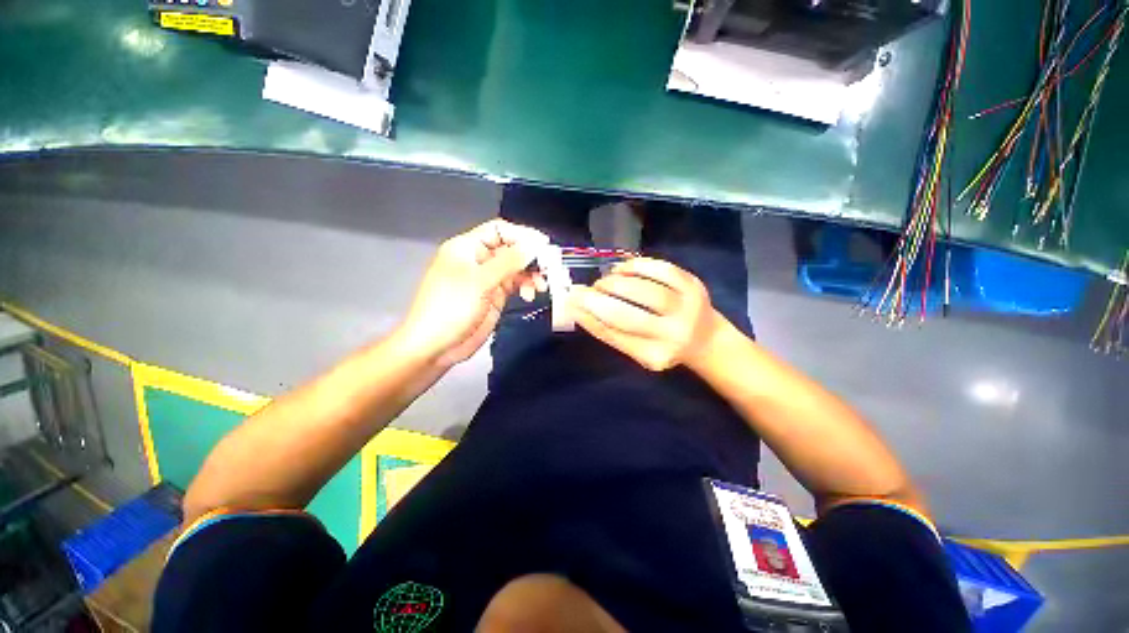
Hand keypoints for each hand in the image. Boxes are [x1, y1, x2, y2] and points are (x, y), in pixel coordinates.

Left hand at [398, 219, 548, 367]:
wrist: (436, 346)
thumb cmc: (451, 308)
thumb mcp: (480, 281)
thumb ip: (509, 261)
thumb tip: (535, 244)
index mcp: (467, 247)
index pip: (499, 230)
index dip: (522, 235)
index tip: (544, 246)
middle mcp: (478, 259)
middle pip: (510, 248)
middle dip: (530, 257)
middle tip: (549, 268)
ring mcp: (487, 278)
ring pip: (516, 267)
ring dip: (531, 274)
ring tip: (541, 286)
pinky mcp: (495, 296)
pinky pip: (515, 284)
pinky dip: (526, 286)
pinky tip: (530, 295)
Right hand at [568, 258, 723, 371]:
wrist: (705, 338)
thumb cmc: (662, 345)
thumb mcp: (636, 348)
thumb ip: (609, 331)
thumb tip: (577, 307)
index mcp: (655, 356)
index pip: (615, 336)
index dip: (588, 318)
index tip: (570, 303)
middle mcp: (673, 335)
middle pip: (628, 316)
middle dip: (598, 301)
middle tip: (580, 291)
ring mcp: (687, 308)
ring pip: (645, 290)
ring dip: (615, 283)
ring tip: (602, 282)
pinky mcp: (693, 285)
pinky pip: (661, 270)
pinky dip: (636, 266)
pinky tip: (620, 269)